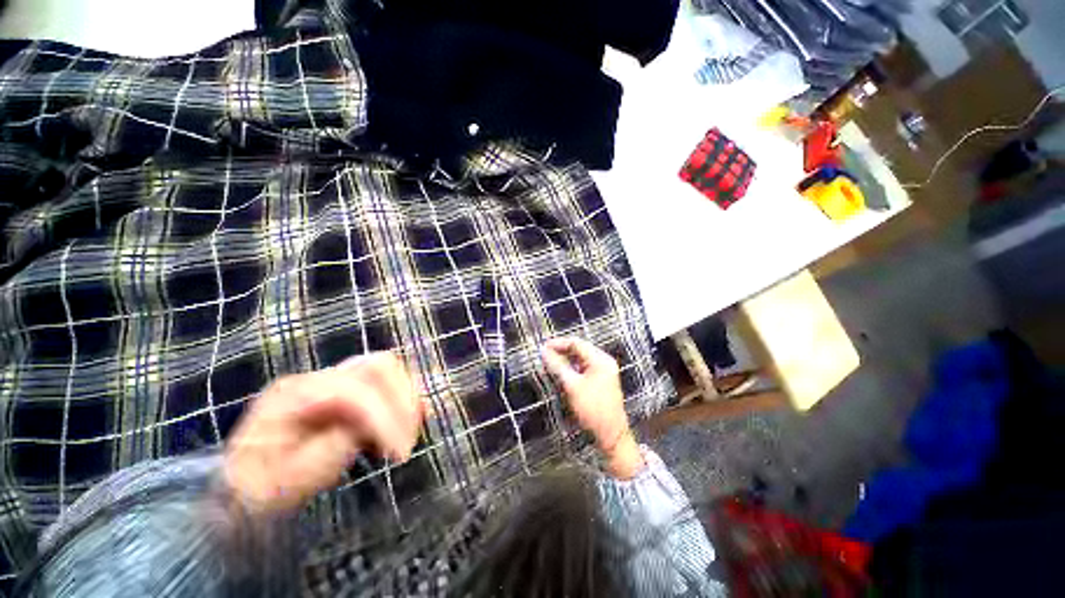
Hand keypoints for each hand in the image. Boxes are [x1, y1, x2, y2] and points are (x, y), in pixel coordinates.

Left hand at [224, 353, 424, 512]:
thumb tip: (373, 427)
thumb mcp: (289, 478)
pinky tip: (409, 420)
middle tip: (408, 438)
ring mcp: (335, 379)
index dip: (382, 417)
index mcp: (294, 395)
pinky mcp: (350, 389)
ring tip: (409, 432)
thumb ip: (332, 447)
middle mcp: (319, 378)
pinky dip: (404, 397)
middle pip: (378, 366)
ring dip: (407, 397)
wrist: (246, 484)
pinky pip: (388, 381)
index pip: (354, 391)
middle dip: (402, 400)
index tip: (399, 452)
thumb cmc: (262, 487)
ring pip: (388, 369)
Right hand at [541, 337, 644, 478]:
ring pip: (581, 359)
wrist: (611, 434)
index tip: (543, 347)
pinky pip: (584, 368)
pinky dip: (572, 368)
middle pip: (579, 349)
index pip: (576, 343)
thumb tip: (544, 351)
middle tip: (545, 355)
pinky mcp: (601, 381)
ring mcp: (604, 371)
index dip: (558, 343)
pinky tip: (562, 372)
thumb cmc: (593, 409)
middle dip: (561, 351)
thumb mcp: (572, 385)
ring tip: (550, 363)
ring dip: (566, 360)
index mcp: (600, 359)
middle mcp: (604, 362)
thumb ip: (557, 366)